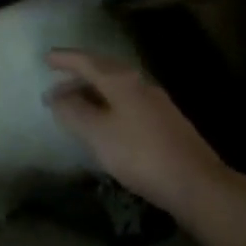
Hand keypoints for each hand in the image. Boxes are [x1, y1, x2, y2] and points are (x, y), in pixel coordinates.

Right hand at [44, 49, 239, 218]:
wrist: (199, 186)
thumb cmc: (140, 154)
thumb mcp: (96, 133)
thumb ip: (72, 111)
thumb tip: (57, 95)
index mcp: (120, 80)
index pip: (86, 61)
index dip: (64, 59)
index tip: (46, 59)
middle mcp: (139, 83)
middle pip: (103, 72)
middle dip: (77, 78)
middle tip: (56, 89)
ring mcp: (156, 103)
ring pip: (116, 88)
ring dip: (93, 94)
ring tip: (76, 107)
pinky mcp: (166, 122)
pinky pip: (128, 103)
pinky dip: (108, 106)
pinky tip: (105, 124)